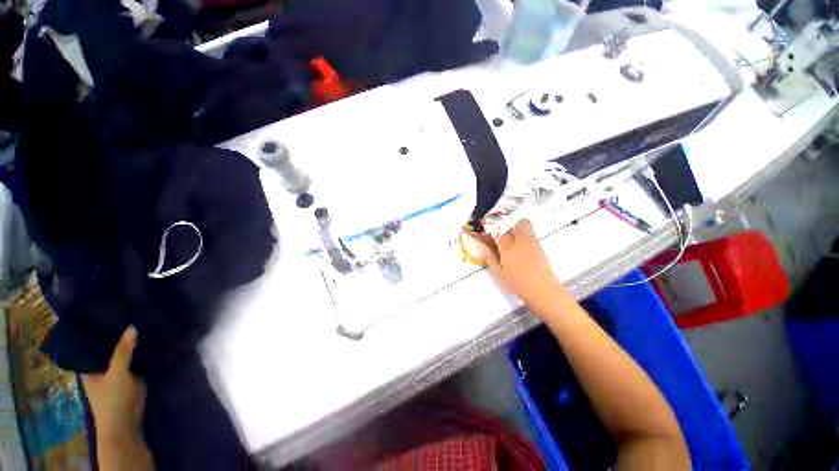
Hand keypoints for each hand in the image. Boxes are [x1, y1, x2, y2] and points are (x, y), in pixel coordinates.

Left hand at [83, 327, 146, 438]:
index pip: (92, 345)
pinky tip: (150, 344)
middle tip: (133, 317)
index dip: (101, 331)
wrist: (126, 424)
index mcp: (89, 368)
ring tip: (144, 326)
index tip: (112, 315)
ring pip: (124, 356)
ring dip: (133, 347)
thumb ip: (123, 351)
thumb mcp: (117, 373)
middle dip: (120, 338)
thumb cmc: (113, 399)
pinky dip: (141, 355)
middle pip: (110, 350)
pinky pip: (135, 363)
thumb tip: (132, 326)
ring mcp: (116, 374)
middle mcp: (100, 369)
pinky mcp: (130, 379)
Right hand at [481, 220, 569, 308]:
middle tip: (506, 232)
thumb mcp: (498, 273)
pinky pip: (533, 235)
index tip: (494, 236)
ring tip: (515, 236)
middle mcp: (520, 241)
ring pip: (526, 226)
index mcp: (507, 247)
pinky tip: (524, 246)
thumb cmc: (516, 283)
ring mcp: (532, 243)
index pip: (500, 233)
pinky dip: (527, 235)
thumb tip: (484, 247)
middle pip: (517, 224)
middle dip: (511, 225)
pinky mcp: (541, 248)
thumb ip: (491, 258)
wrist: (541, 290)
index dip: (496, 233)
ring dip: (520, 227)